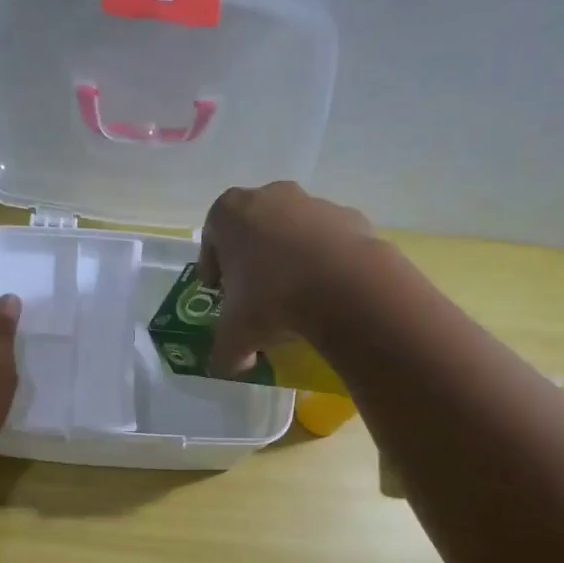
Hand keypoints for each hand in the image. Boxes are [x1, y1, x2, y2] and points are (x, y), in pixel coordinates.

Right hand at [197, 182, 375, 376]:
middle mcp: (271, 196)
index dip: (213, 265)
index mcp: (231, 213)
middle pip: (254, 228)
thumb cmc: (271, 300)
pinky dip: (325, 263)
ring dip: (291, 259)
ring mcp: (314, 203)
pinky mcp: (351, 218)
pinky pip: (329, 243)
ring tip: (296, 299)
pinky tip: (328, 294)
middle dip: (253, 259)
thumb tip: (233, 366)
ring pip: (294, 232)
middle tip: (255, 295)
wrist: (345, 287)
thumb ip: (225, 352)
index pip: (212, 235)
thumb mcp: (235, 337)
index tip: (220, 290)